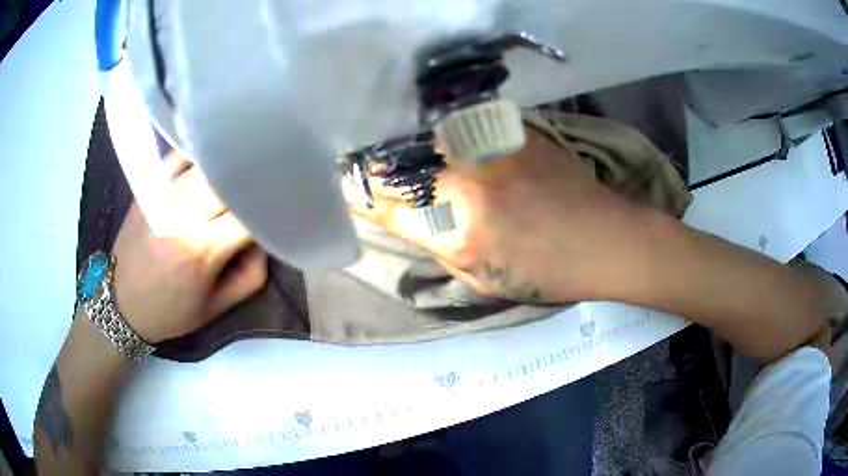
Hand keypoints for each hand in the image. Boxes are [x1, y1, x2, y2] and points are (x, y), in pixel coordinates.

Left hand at [111, 153, 267, 342]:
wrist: (120, 304)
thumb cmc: (171, 311)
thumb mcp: (217, 308)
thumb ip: (252, 276)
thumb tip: (263, 238)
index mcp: (202, 250)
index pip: (250, 214)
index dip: (269, 209)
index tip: (277, 212)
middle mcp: (182, 215)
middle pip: (230, 182)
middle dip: (248, 188)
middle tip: (258, 193)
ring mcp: (162, 196)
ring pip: (207, 166)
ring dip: (225, 172)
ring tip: (236, 177)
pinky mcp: (147, 188)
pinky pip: (178, 157)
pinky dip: (196, 157)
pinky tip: (206, 164)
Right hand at [353, 127, 646, 302]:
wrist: (602, 237)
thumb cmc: (546, 273)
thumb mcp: (482, 279)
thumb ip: (438, 244)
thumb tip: (407, 216)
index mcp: (457, 232)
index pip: (385, 206)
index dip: (361, 196)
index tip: (350, 190)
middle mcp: (466, 182)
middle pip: (398, 164)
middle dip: (376, 167)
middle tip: (368, 166)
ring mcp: (488, 149)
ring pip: (423, 136)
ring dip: (404, 143)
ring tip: (397, 148)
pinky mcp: (508, 129)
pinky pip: (457, 123)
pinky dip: (439, 130)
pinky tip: (438, 135)